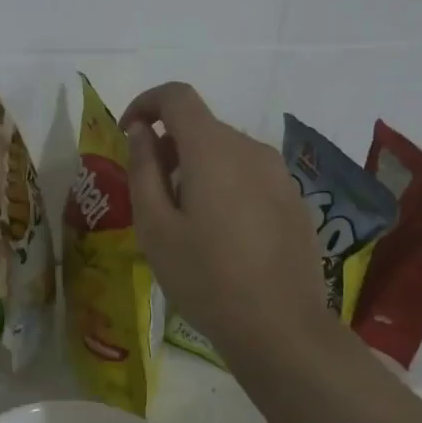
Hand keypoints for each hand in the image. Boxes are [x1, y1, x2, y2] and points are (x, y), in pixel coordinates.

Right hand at [121, 82, 330, 359]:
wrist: (281, 327)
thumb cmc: (205, 278)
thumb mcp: (155, 228)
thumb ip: (144, 170)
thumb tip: (140, 132)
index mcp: (213, 149)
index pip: (177, 96)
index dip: (146, 102)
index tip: (127, 131)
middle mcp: (251, 149)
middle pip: (202, 126)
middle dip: (169, 145)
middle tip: (151, 193)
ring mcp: (279, 174)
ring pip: (227, 152)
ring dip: (197, 167)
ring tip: (185, 220)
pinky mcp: (294, 199)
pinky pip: (249, 176)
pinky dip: (225, 185)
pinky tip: (222, 235)